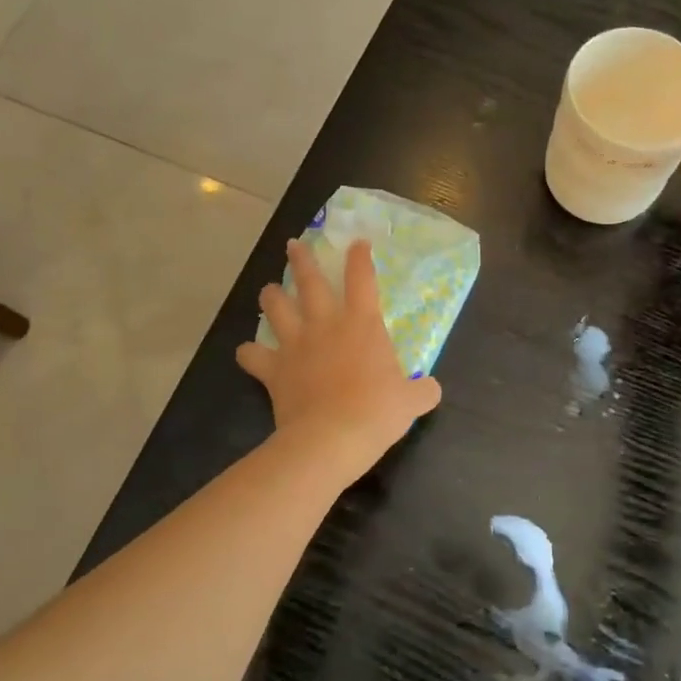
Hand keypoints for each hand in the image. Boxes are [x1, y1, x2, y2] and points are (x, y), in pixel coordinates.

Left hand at [237, 238, 441, 476]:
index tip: (357, 243)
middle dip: (301, 260)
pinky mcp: (274, 370)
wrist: (332, 437)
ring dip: (271, 296)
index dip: (360, 258)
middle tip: (293, 246)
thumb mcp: (412, 401)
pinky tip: (248, 352)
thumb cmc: (377, 412)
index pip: (362, 279)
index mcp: (362, 324)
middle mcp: (325, 325)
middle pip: (309, 282)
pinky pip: (252, 355)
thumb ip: (423, 390)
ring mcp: (296, 345)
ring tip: (268, 290)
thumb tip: (432, 389)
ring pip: (276, 308)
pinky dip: (249, 353)